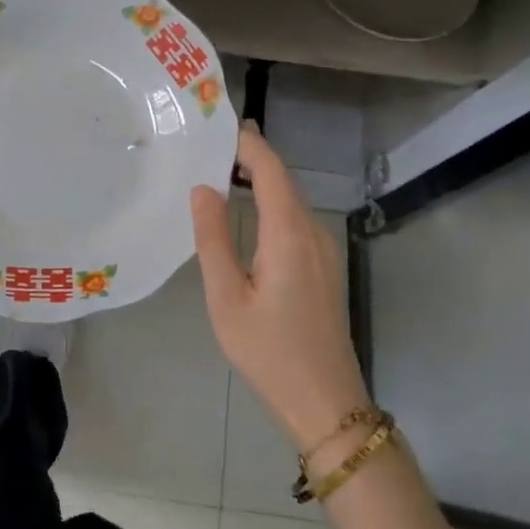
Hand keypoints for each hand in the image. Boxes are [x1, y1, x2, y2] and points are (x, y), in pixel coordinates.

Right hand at [191, 124, 368, 449]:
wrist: (326, 402)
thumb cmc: (269, 352)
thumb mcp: (227, 298)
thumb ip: (213, 240)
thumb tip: (204, 189)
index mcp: (289, 235)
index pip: (272, 170)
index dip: (248, 144)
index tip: (218, 126)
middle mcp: (313, 233)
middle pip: (284, 180)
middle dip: (250, 157)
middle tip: (208, 147)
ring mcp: (324, 250)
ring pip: (291, 200)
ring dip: (261, 180)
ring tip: (219, 173)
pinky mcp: (324, 267)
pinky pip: (295, 220)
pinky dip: (270, 203)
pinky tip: (246, 214)